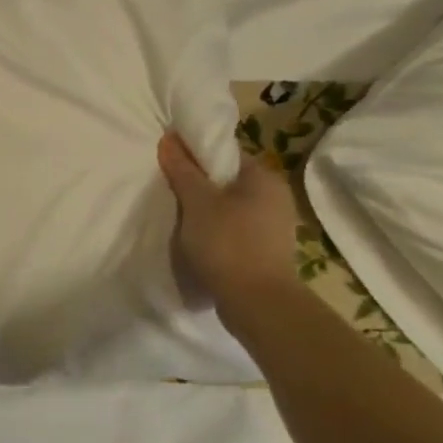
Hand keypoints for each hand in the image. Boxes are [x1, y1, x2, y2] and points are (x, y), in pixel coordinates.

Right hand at [157, 132, 299, 321]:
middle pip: (226, 179)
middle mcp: (275, 197)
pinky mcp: (265, 249)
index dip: (194, 153)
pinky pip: (232, 226)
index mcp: (264, 178)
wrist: (257, 303)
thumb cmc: (228, 243)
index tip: (168, 161)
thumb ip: (183, 169)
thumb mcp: (198, 201)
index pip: (225, 153)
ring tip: (177, 213)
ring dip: (203, 207)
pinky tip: (194, 236)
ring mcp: (272, 225)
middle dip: (197, 182)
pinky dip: (213, 227)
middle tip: (167, 186)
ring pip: (228, 204)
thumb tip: (169, 138)